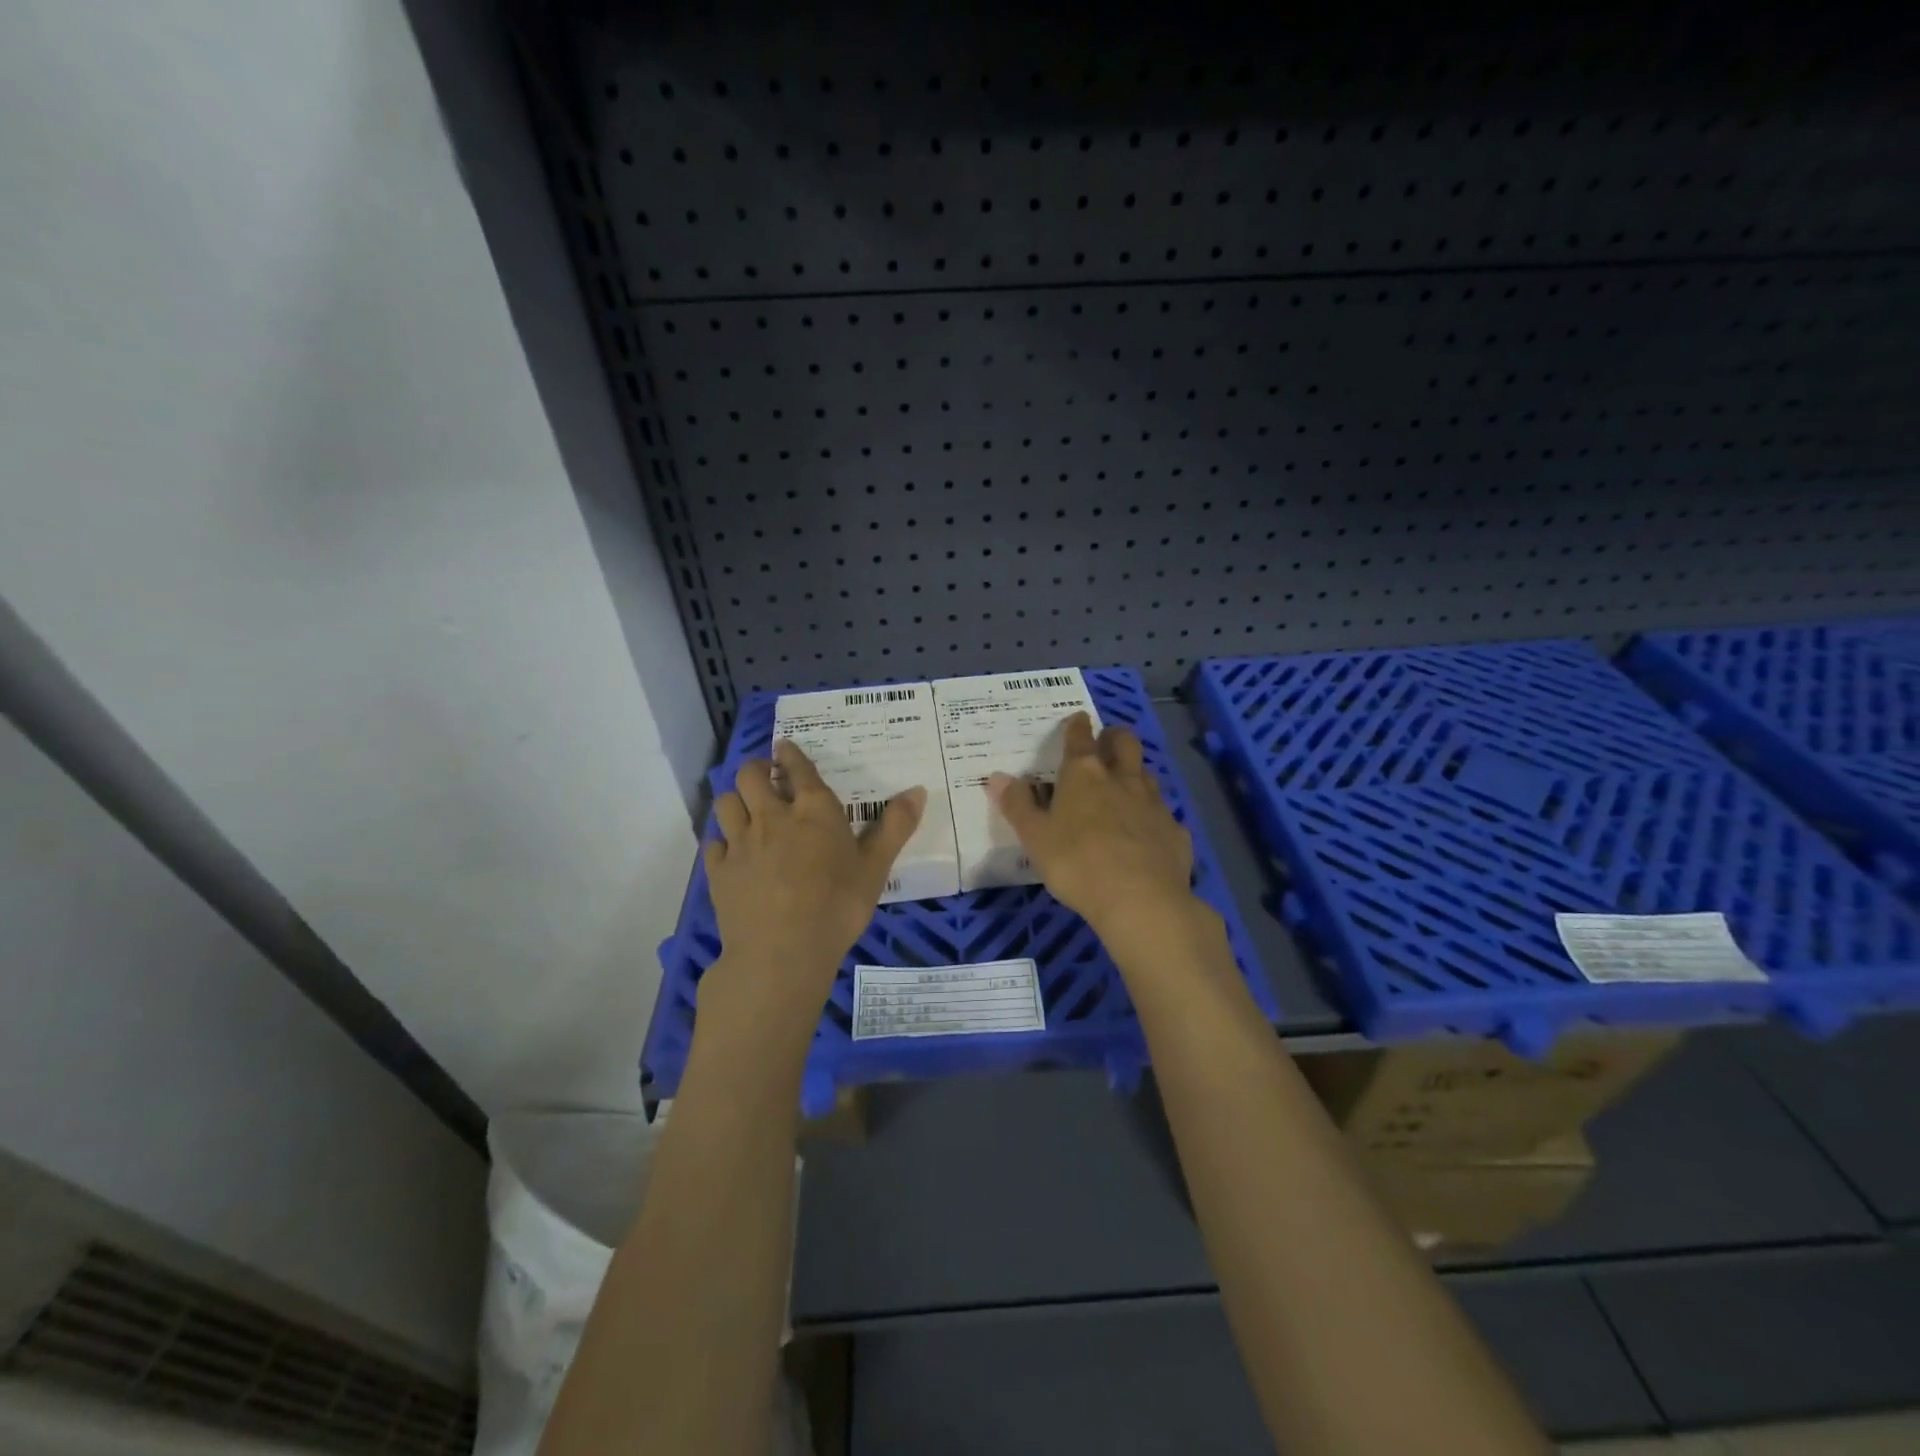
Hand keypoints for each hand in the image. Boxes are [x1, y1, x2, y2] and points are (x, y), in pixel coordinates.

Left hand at [700, 740, 924, 1036]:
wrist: (782, 953)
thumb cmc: (837, 907)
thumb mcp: (876, 868)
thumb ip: (895, 827)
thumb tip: (918, 789)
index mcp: (813, 811)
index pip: (798, 768)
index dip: (790, 754)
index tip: (785, 747)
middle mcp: (772, 817)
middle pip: (749, 775)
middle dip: (756, 769)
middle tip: (765, 777)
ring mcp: (740, 843)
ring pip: (726, 802)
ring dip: (735, 799)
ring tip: (746, 808)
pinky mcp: (718, 871)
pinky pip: (713, 843)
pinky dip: (722, 841)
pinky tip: (732, 852)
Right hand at [989, 713, 1212, 945]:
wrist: (1141, 900)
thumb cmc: (1076, 864)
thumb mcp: (1035, 838)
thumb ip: (1017, 805)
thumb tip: (997, 776)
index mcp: (1084, 775)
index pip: (1080, 738)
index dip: (1077, 726)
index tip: (1077, 720)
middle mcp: (1122, 779)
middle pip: (1125, 742)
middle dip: (1114, 737)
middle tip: (1106, 743)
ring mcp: (1154, 803)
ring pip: (1147, 774)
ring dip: (1135, 773)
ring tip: (1124, 786)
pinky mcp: (1175, 830)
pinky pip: (1163, 814)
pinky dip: (1152, 817)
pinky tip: (1146, 835)